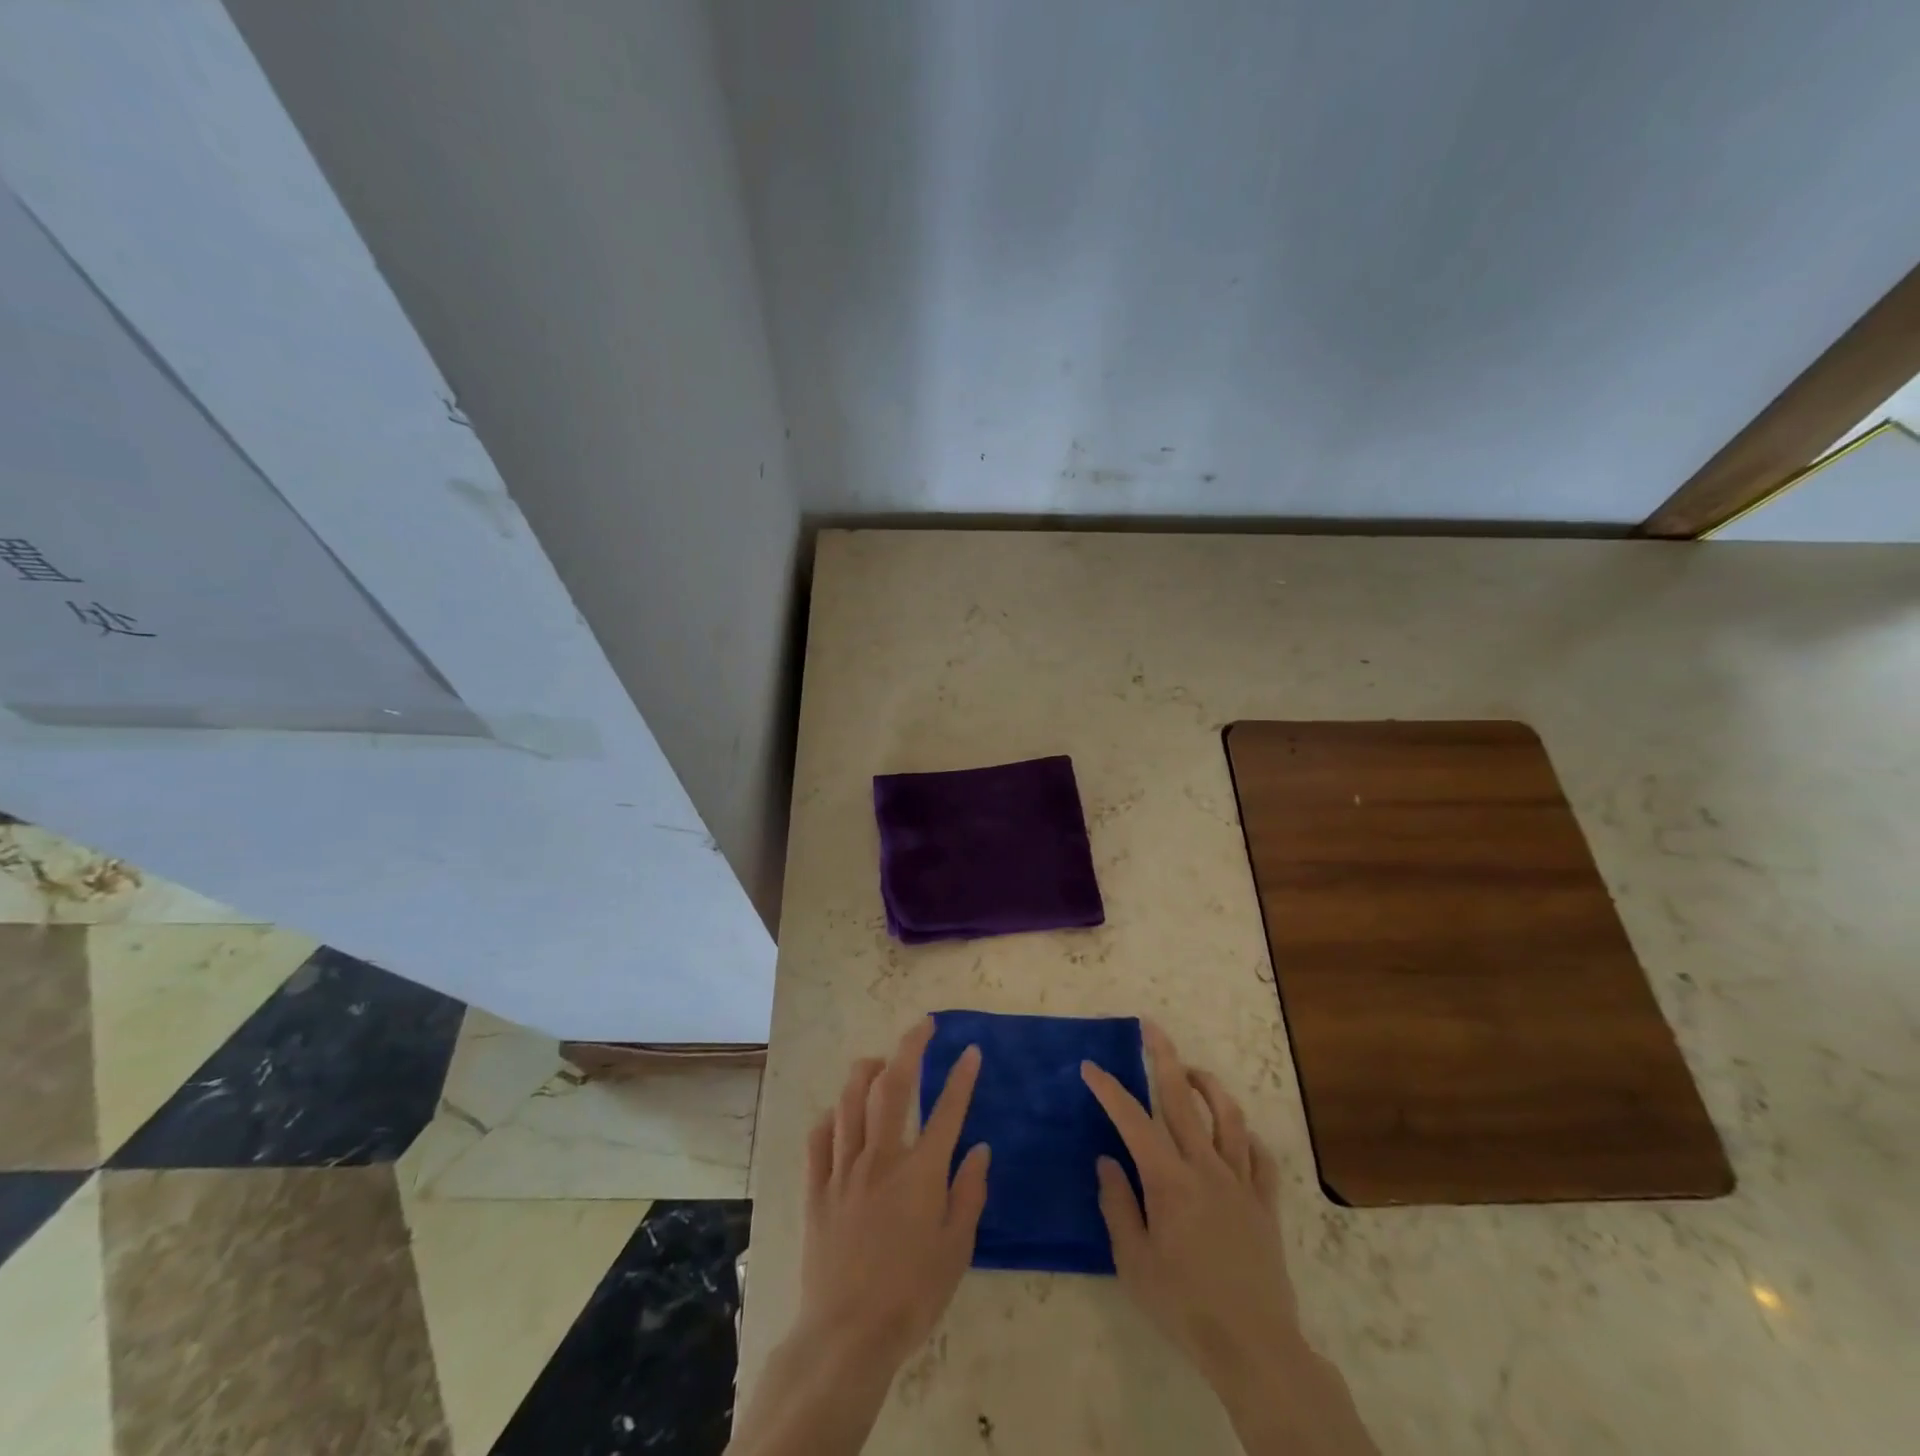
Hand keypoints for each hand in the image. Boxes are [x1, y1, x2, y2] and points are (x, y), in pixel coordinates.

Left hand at [796, 1017, 990, 1369]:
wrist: (847, 1335)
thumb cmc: (911, 1296)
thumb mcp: (956, 1250)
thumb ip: (969, 1194)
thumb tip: (981, 1149)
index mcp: (921, 1173)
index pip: (947, 1110)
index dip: (962, 1077)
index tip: (971, 1050)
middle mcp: (881, 1158)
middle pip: (893, 1086)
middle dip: (910, 1047)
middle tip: (923, 1027)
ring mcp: (844, 1169)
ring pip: (850, 1100)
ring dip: (865, 1071)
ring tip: (878, 1060)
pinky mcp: (817, 1188)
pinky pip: (819, 1137)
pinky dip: (831, 1117)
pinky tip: (839, 1114)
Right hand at [1082, 1023, 1377, 1454]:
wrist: (1253, 1347)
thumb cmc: (1184, 1305)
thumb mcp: (1134, 1262)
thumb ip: (1118, 1205)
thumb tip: (1107, 1161)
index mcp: (1169, 1180)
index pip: (1133, 1121)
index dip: (1110, 1090)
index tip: (1090, 1067)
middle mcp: (1205, 1167)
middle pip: (1183, 1099)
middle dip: (1164, 1057)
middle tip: (1151, 1027)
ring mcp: (1240, 1182)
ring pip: (1229, 1117)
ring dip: (1209, 1086)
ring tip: (1192, 1071)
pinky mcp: (1264, 1204)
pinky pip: (1261, 1158)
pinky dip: (1248, 1137)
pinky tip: (1237, 1134)